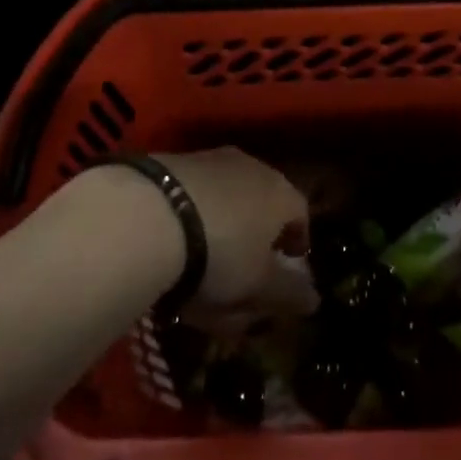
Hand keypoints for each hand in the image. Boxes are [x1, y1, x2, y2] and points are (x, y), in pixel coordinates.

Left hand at [155, 149, 317, 336]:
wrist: (147, 215)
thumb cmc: (219, 254)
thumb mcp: (259, 286)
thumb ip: (289, 293)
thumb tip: (314, 300)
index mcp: (281, 193)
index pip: (301, 213)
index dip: (298, 239)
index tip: (291, 260)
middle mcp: (250, 167)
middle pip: (262, 199)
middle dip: (259, 228)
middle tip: (247, 258)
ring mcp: (207, 159)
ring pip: (224, 193)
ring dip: (221, 218)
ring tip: (205, 250)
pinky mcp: (169, 161)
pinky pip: (190, 191)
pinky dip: (189, 212)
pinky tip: (173, 236)